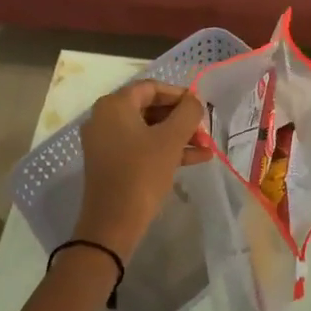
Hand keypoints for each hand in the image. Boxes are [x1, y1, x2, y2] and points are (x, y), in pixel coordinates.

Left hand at [74, 80, 207, 259]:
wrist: (112, 222)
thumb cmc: (142, 173)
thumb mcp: (171, 140)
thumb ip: (187, 113)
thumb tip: (194, 101)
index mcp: (115, 105)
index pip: (152, 88)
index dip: (179, 94)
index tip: (201, 107)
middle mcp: (105, 118)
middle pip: (150, 108)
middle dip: (181, 119)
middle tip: (204, 130)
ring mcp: (106, 142)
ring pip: (148, 130)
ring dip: (178, 136)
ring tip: (206, 147)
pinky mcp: (111, 163)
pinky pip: (142, 147)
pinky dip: (166, 150)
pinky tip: (196, 159)